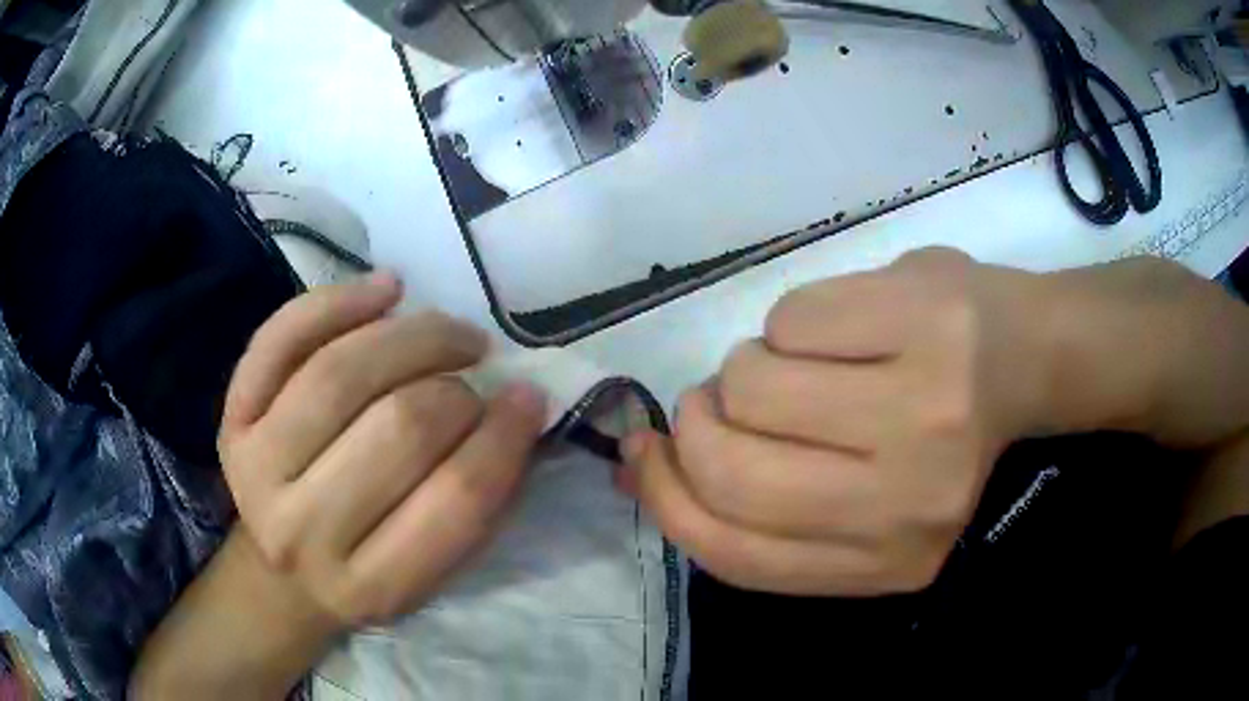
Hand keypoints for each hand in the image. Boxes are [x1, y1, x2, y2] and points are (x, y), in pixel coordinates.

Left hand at [218, 273, 547, 628]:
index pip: (456, 501)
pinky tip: (385, 291)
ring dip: (412, 336)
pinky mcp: (231, 421)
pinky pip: (281, 340)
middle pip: (397, 428)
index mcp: (373, 585)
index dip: (505, 438)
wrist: (281, 576)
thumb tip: (518, 407)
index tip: (529, 397)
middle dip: (456, 389)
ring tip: (449, 332)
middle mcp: (304, 532)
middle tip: (478, 370)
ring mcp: (256, 470)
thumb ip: (479, 502)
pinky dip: (337, 303)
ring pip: (340, 373)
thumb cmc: (368, 569)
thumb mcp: (433, 571)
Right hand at [622, 248, 1051, 595]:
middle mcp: (906, 506)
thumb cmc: (932, 432)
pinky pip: (793, 320)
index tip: (646, 456)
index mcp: (884, 563)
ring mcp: (922, 413)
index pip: (737, 553)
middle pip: (733, 471)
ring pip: (754, 386)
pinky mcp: (921, 324)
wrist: (1024, 356)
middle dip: (697, 424)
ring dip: (745, 366)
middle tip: (710, 400)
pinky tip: (841, 324)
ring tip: (789, 361)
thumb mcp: (853, 497)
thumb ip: (756, 500)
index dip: (668, 503)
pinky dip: (792, 320)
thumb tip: (634, 468)